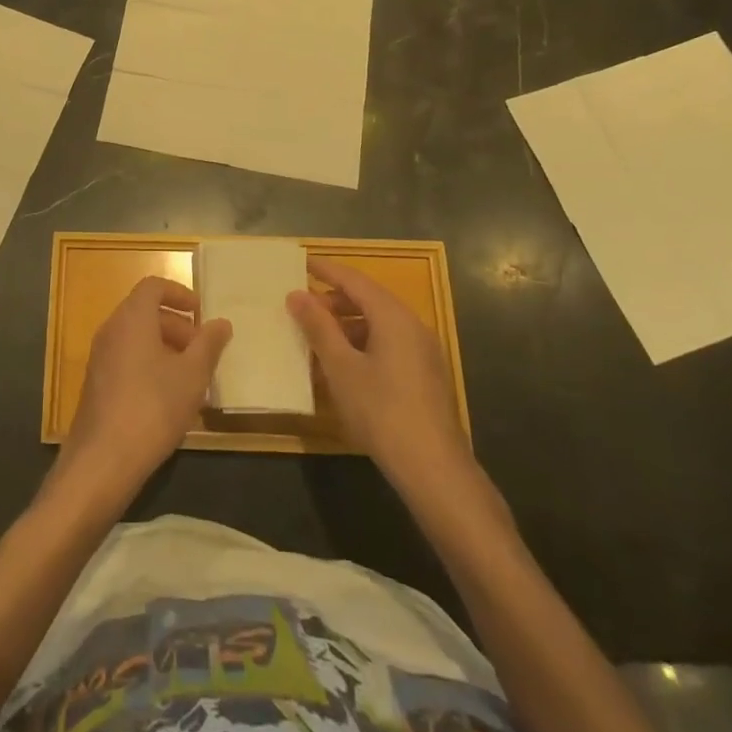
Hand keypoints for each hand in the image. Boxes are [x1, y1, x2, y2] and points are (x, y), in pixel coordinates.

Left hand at [55, 276, 230, 512]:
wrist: (103, 459)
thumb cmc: (153, 407)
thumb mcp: (192, 375)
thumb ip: (208, 344)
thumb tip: (221, 322)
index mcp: (131, 318)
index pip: (153, 286)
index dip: (179, 293)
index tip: (201, 313)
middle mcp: (111, 330)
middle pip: (145, 312)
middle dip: (177, 325)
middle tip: (203, 350)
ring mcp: (100, 358)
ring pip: (136, 338)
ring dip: (166, 349)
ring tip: (193, 378)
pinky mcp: (97, 384)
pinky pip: (127, 360)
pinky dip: (150, 366)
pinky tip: (170, 399)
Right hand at [289, 258, 473, 485]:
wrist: (434, 468)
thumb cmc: (381, 411)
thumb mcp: (341, 367)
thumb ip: (318, 327)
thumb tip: (297, 295)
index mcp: (394, 317)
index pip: (355, 280)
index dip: (326, 270)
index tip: (300, 263)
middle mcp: (413, 326)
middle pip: (368, 300)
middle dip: (333, 300)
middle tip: (301, 306)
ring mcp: (423, 352)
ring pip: (378, 324)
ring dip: (346, 325)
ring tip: (315, 337)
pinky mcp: (424, 375)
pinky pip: (388, 345)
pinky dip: (361, 345)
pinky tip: (341, 366)